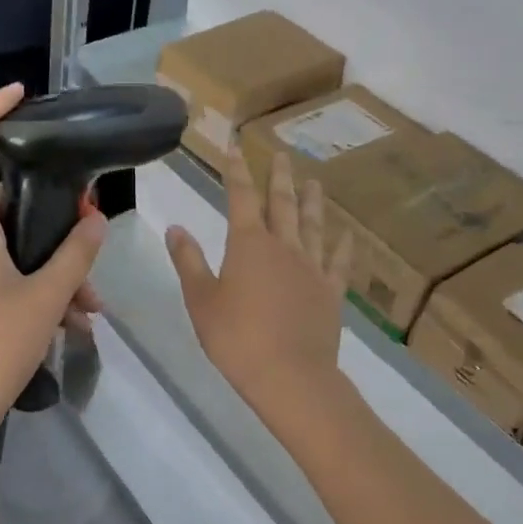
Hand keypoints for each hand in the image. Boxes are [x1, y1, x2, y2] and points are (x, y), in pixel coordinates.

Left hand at [0, 84, 108, 462]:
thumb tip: (97, 221)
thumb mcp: (45, 302)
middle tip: (93, 232)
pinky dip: (37, 286)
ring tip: (91, 306)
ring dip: (54, 265)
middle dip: (55, 215)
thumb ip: (74, 257)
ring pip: (13, 244)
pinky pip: (5, 272)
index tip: (21, 94)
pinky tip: (72, 322)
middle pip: (7, 200)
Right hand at [166, 150, 350, 424]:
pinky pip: (338, 263)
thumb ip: (188, 260)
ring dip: (313, 202)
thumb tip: (175, 227)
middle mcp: (284, 246)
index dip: (237, 170)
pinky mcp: (331, 293)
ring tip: (314, 182)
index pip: (241, 196)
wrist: (290, 376)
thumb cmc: (235, 337)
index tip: (236, 147)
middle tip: (282, 154)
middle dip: (279, 177)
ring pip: (313, 226)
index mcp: (248, 244)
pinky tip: (347, 235)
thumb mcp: (200, 299)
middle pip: (282, 203)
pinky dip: (342, 247)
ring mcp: (311, 268)